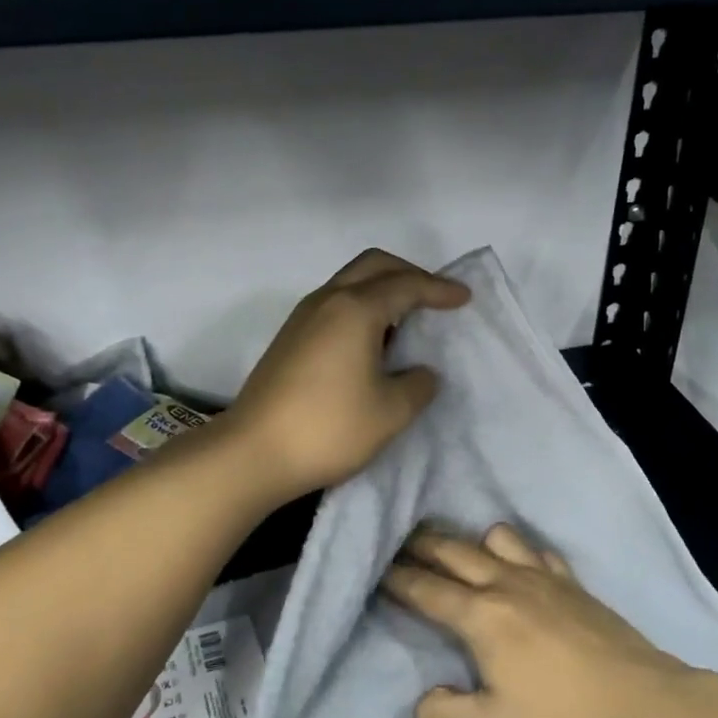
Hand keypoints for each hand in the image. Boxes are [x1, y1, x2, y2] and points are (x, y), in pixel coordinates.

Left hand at [225, 249, 468, 498]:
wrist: (253, 452)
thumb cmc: (329, 428)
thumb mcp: (390, 412)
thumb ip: (417, 385)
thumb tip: (421, 372)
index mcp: (356, 309)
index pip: (406, 285)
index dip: (439, 289)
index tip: (464, 298)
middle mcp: (327, 301)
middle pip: (374, 265)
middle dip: (409, 273)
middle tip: (435, 297)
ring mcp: (303, 317)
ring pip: (350, 281)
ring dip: (382, 288)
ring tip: (407, 319)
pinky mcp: (289, 337)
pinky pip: (334, 303)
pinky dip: (361, 306)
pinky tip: (372, 341)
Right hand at [380, 523, 714, 717]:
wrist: (645, 706)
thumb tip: (423, 700)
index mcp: (480, 617)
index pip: (426, 589)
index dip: (397, 579)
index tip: (377, 569)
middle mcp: (506, 584)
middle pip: (453, 552)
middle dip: (421, 545)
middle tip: (399, 541)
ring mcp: (543, 578)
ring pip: (496, 539)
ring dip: (469, 540)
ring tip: (458, 551)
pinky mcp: (573, 584)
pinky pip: (536, 551)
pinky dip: (518, 550)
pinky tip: (520, 563)